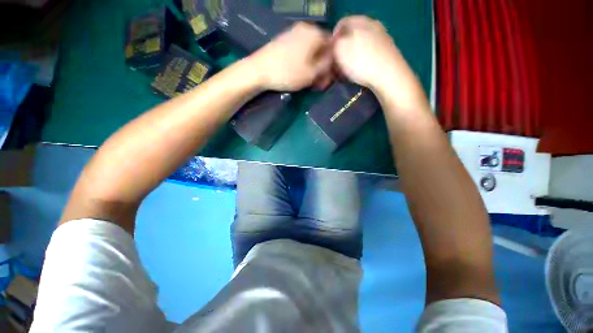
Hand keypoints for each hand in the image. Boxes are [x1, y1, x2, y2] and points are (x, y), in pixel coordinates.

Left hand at [248, 22, 333, 91]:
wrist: (259, 70)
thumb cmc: (288, 72)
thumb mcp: (312, 73)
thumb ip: (327, 65)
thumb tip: (333, 61)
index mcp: (315, 33)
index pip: (333, 45)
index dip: (333, 62)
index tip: (329, 77)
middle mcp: (305, 28)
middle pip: (321, 48)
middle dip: (322, 65)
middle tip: (319, 82)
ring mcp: (293, 33)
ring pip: (311, 50)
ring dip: (313, 65)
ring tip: (310, 80)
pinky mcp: (284, 40)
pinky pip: (300, 50)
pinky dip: (304, 62)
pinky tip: (301, 73)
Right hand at [332, 16, 425, 108]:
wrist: (389, 76)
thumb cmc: (362, 61)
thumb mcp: (341, 50)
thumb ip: (334, 43)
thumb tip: (334, 43)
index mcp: (362, 21)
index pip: (342, 23)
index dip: (333, 38)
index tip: (329, 53)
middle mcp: (374, 26)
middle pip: (352, 35)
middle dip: (342, 49)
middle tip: (337, 64)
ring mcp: (382, 39)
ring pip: (360, 46)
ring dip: (351, 57)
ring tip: (346, 71)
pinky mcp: (387, 53)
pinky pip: (369, 54)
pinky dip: (361, 62)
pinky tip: (359, 72)